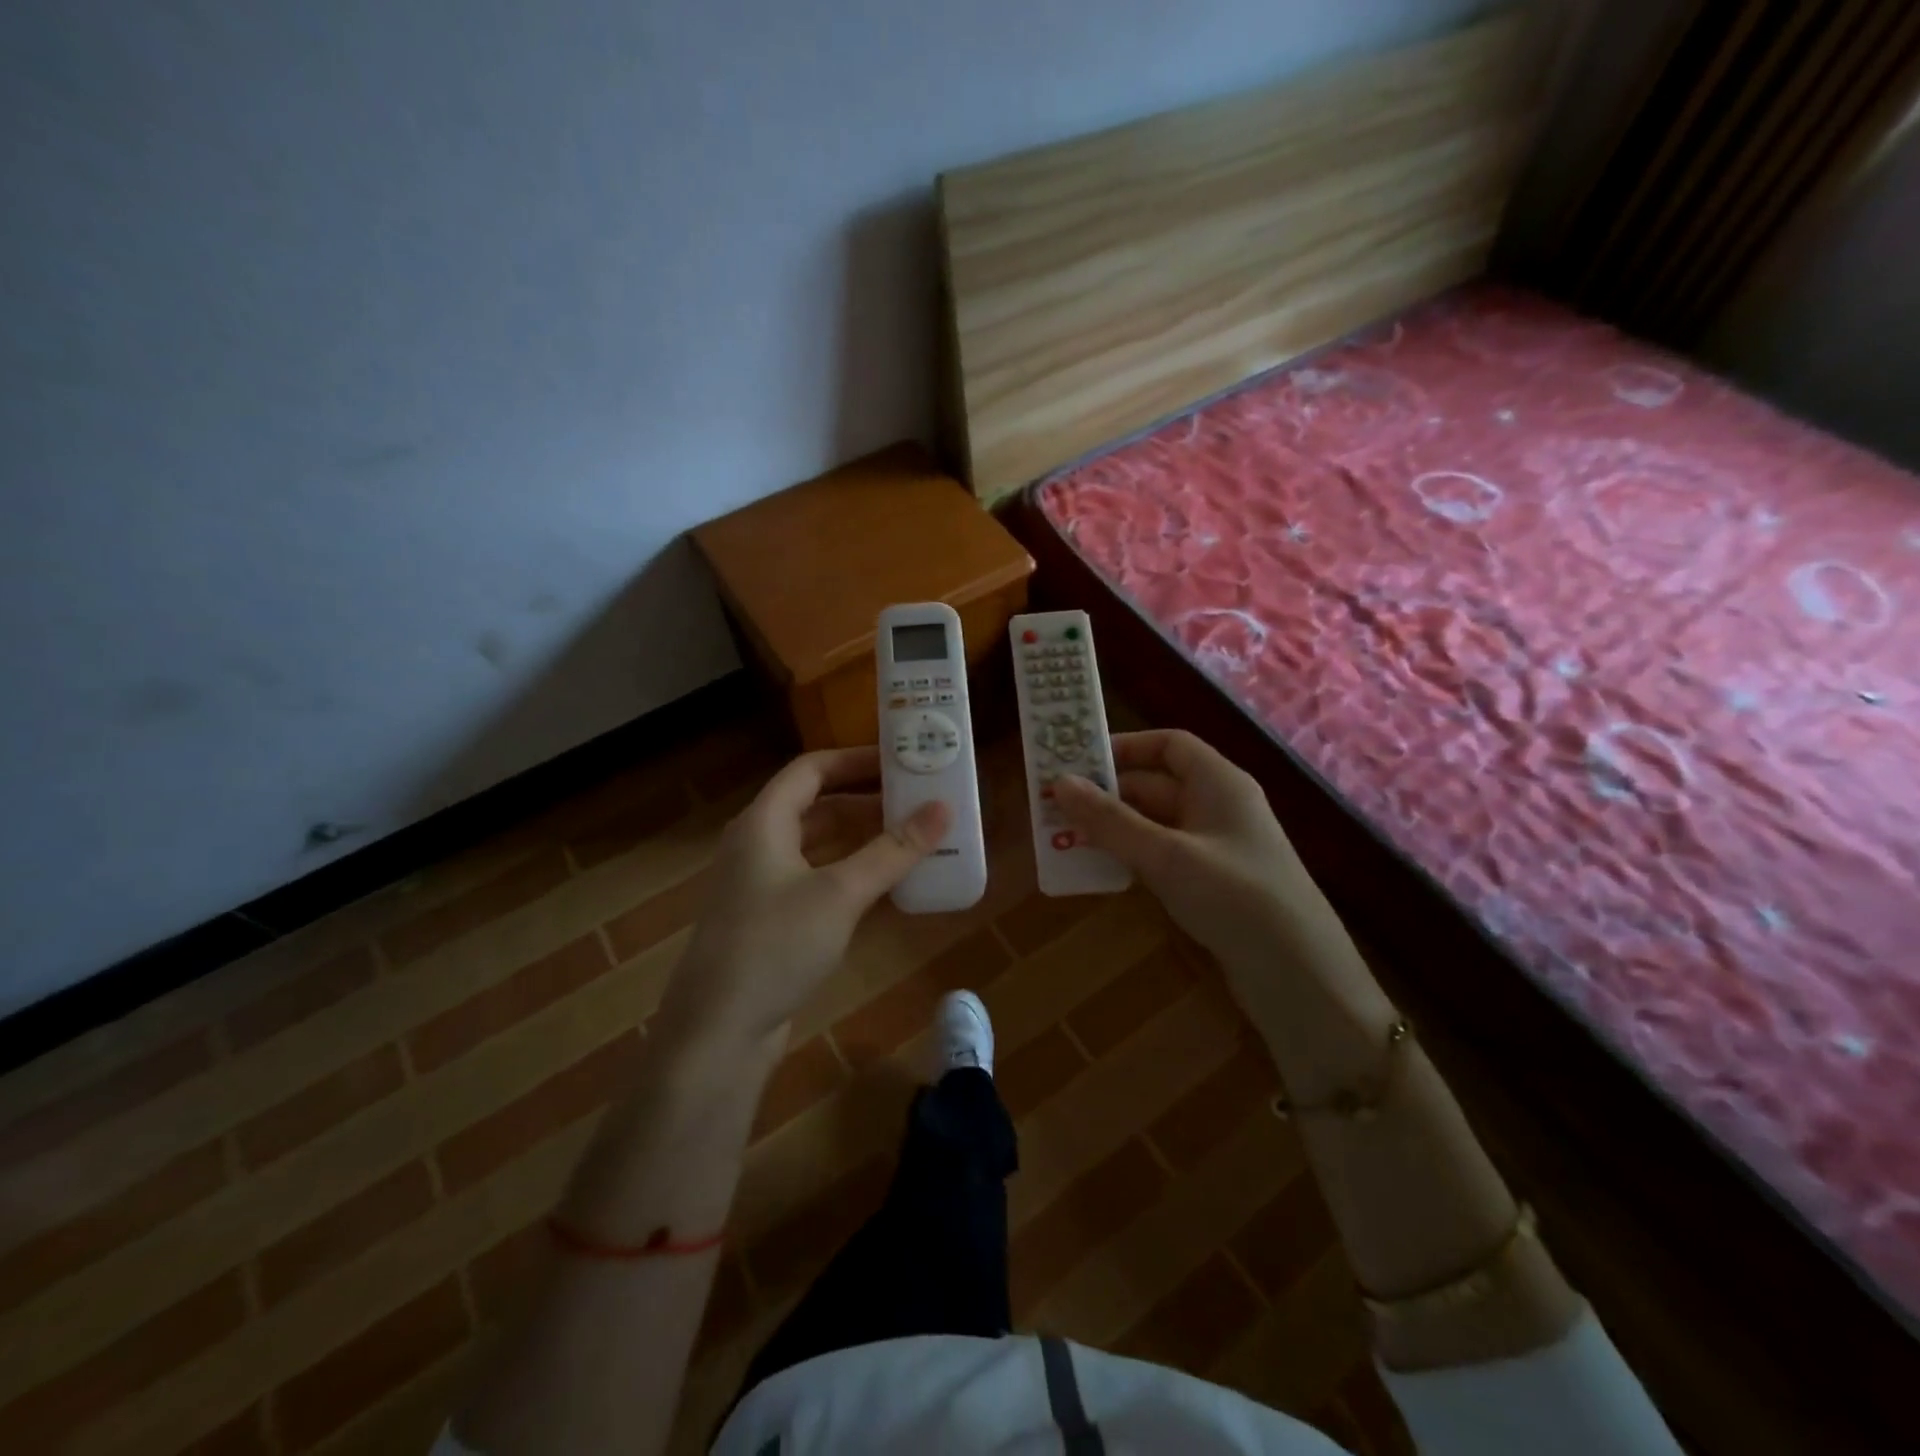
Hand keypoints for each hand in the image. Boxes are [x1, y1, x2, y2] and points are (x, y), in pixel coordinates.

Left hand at [656, 747, 948, 1054]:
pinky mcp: (772, 920)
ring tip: (912, 835)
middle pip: (817, 806)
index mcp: (763, 822)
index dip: (855, 760)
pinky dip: (850, 872)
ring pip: (819, 845)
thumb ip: (893, 850)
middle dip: (866, 800)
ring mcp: (763, 885)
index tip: (901, 759)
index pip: (811, 770)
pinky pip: (817, 879)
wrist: (719, 1032)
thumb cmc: (775, 945)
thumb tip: (943, 807)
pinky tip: (886, 883)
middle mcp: (758, 845)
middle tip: (917, 799)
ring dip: (861, 838)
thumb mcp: (840, 893)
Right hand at [1050, 730, 1309, 974]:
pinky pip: (1162, 856)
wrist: (1301, 978)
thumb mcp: (1166, 855)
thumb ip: (1111, 821)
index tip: (1078, 761)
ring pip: (1155, 823)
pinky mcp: (1213, 884)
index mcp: (1220, 783)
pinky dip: (1131, 856)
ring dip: (1113, 828)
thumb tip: (1059, 783)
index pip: (1169, 744)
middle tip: (1055, 806)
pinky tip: (1100, 871)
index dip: (1125, 746)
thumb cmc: (1236, 898)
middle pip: (1156, 785)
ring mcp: (1217, 848)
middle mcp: (1219, 807)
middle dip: (1107, 793)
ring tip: (1064, 837)